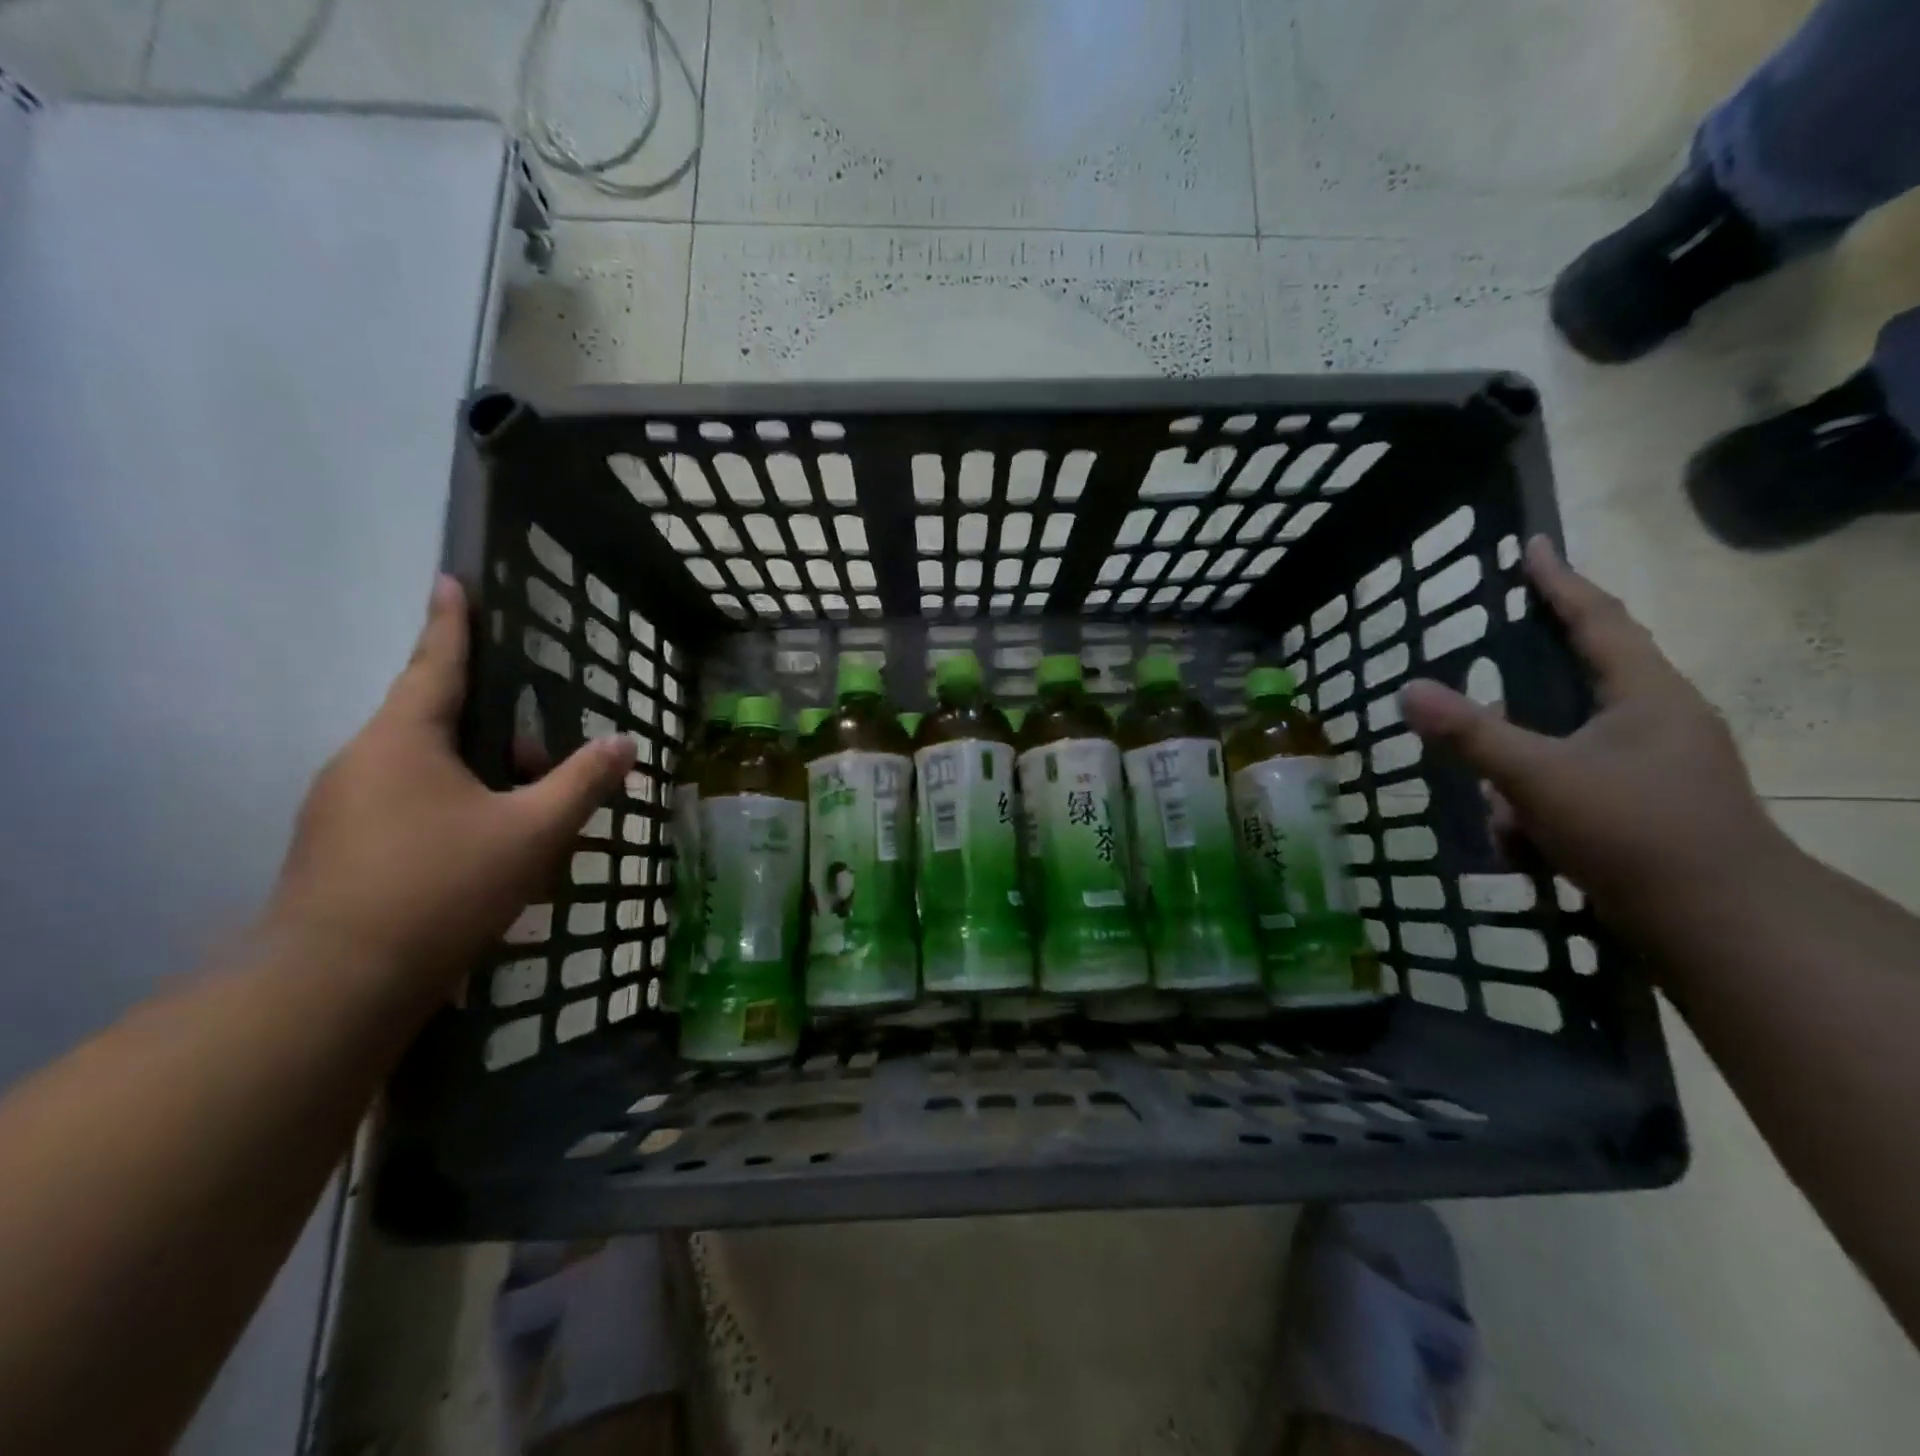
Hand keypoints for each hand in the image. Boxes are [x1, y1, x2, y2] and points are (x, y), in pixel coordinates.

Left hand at [268, 577, 634, 987]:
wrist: (334, 986)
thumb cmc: (441, 886)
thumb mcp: (533, 831)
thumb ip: (583, 782)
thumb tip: (625, 744)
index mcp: (404, 740)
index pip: (435, 663)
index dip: (450, 622)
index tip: (449, 579)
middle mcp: (362, 761)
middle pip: (438, 724)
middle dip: (497, 736)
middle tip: (545, 766)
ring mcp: (341, 808)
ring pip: (425, 772)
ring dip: (478, 782)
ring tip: (523, 824)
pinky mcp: (336, 850)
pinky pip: (407, 808)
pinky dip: (452, 814)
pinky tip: (483, 860)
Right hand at [1399, 537, 1787, 935]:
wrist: (1720, 928)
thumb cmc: (1636, 832)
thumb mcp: (1539, 778)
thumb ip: (1471, 734)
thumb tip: (1406, 689)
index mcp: (1647, 697)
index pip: (1598, 621)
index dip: (1559, 582)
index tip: (1530, 545)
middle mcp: (1656, 723)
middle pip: (1580, 682)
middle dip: (1525, 691)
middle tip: (1488, 669)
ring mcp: (1652, 769)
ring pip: (1563, 749)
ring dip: (1522, 780)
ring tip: (1507, 822)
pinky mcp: (1641, 809)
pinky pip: (1568, 790)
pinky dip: (1537, 813)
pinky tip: (1524, 849)